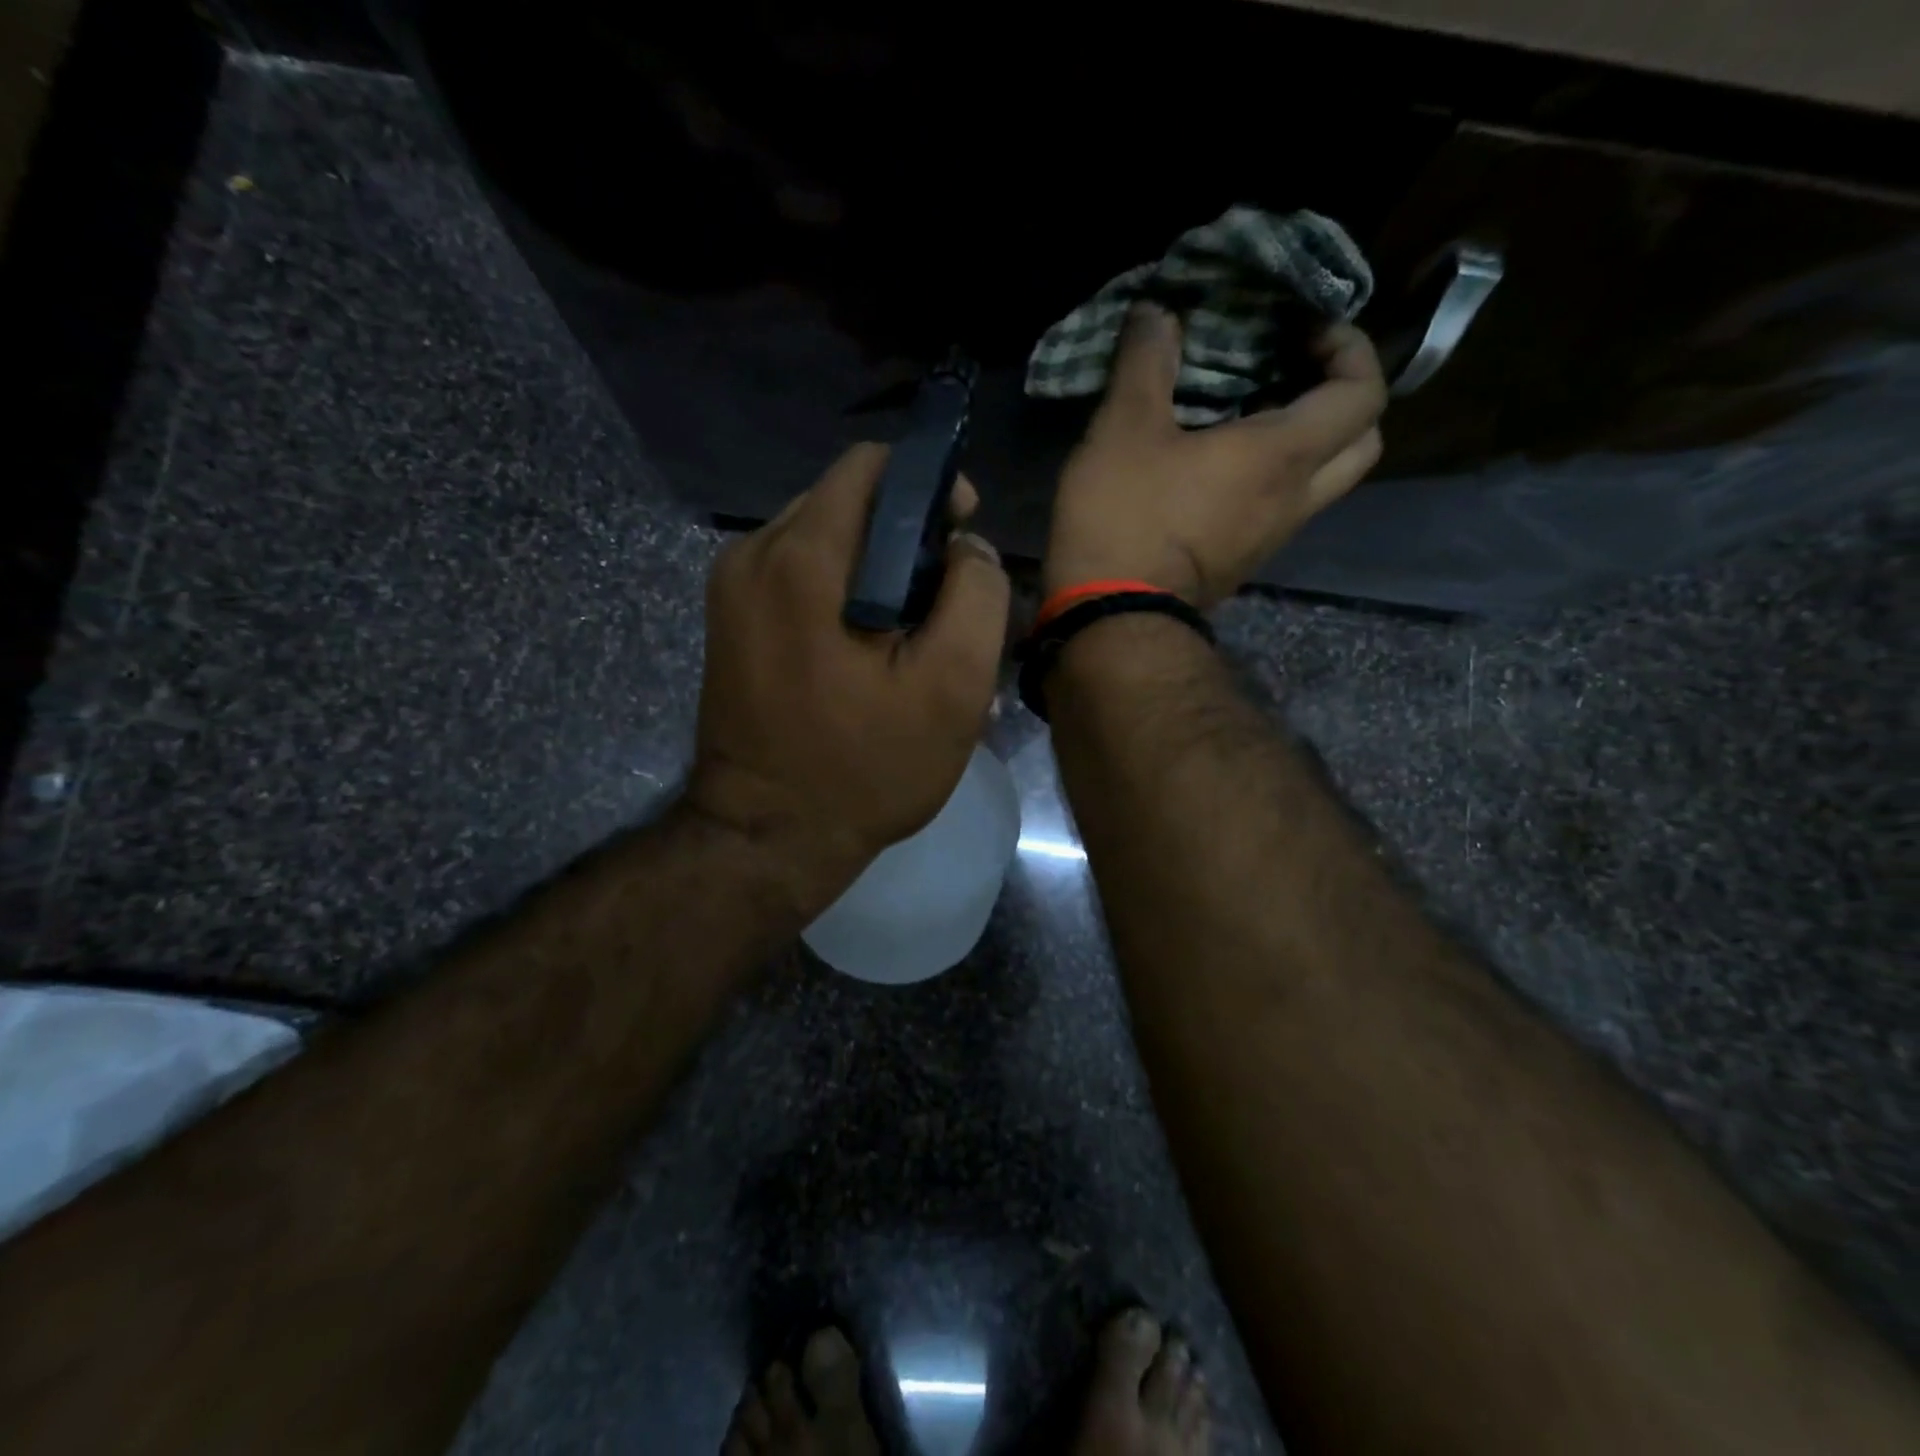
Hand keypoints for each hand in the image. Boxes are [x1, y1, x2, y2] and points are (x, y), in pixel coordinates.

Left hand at [685, 443, 1010, 916]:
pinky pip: (796, 575)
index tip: (961, 533)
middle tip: (944, 598)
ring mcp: (731, 588)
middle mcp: (754, 554)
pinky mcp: (729, 621)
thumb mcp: (952, 687)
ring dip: (874, 567)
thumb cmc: (866, 767)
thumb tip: (966, 546)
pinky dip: (841, 591)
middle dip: (904, 534)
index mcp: (803, 557)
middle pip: (846, 501)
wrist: (767, 838)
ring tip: (910, 630)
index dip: (929, 485)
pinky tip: (868, 647)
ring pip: (823, 539)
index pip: (871, 466)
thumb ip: (976, 595)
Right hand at [1045, 305, 1386, 607]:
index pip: (1364, 391)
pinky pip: (1282, 509)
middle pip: (1363, 442)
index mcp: (1283, 456)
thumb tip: (1157, 312)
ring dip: (1307, 441)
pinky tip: (1220, 465)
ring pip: (1323, 481)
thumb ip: (1145, 362)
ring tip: (1252, 414)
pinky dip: (1273, 476)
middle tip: (1294, 373)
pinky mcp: (1242, 562)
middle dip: (1343, 398)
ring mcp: (1271, 538)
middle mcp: (1295, 499)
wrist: (1111, 618)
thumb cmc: (1125, 517)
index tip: (1304, 329)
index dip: (1350, 348)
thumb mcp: (1123, 428)